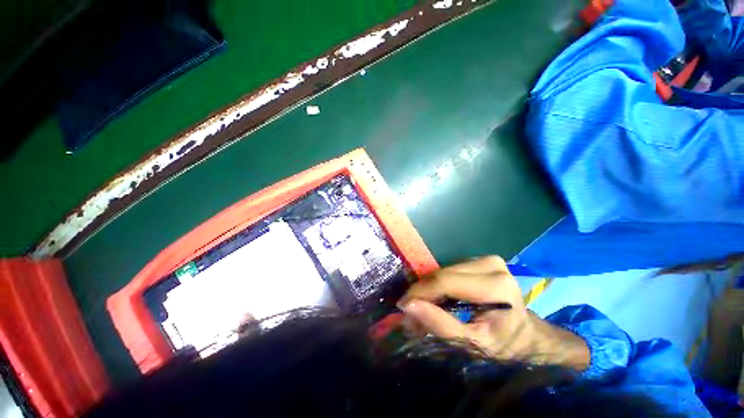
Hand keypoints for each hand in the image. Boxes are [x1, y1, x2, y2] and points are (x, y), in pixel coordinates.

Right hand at [397, 256, 589, 370]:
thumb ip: (440, 325)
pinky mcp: (480, 260)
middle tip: (410, 309)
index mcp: (495, 285)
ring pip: (443, 270)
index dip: (420, 292)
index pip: (446, 281)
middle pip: (442, 273)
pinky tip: (437, 296)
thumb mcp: (474, 343)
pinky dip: (439, 283)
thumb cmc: (505, 344)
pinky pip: (449, 269)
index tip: (403, 306)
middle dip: (422, 291)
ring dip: (429, 287)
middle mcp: (491, 264)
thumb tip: (408, 307)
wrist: (528, 335)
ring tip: (423, 304)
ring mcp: (486, 259)